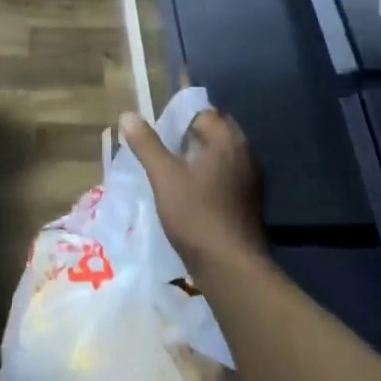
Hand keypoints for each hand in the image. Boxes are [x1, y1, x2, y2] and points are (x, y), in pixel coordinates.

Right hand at [119, 108, 263, 269]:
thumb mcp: (164, 177)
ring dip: (202, 157)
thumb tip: (128, 115)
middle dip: (192, 136)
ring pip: (223, 155)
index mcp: (227, 140)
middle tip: (166, 152)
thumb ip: (147, 144)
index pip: (203, 113)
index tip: (159, 135)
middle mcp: (246, 153)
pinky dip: (212, 177)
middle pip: (216, 132)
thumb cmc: (196, 215)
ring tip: (175, 172)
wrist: (232, 267)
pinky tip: (194, 194)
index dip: (179, 119)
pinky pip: (229, 176)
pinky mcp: (251, 201)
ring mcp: (252, 179)